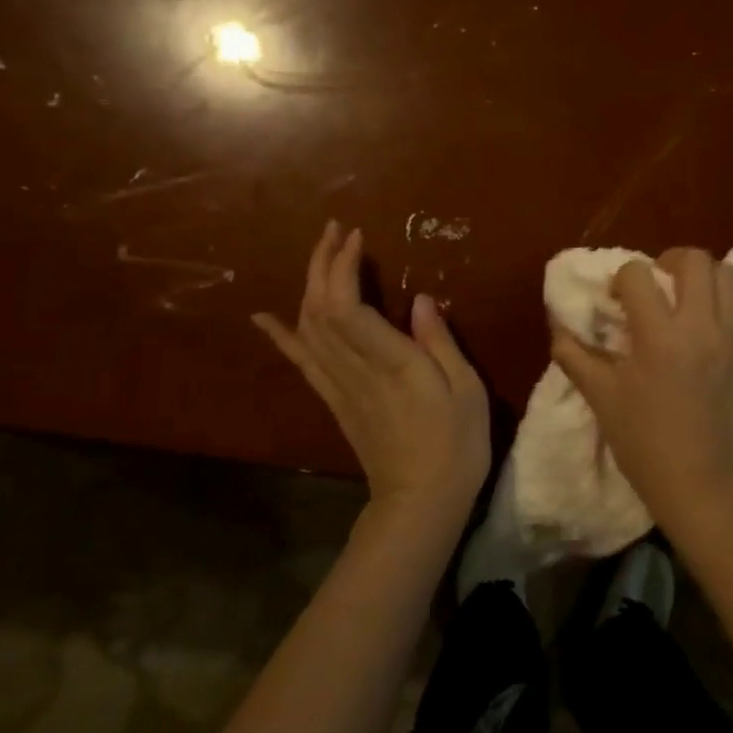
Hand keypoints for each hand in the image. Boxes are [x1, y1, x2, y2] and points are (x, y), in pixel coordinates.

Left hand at [256, 221, 489, 523]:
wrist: (420, 502)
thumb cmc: (456, 444)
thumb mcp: (466, 390)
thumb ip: (441, 343)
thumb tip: (421, 300)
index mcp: (392, 364)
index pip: (348, 307)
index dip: (344, 268)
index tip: (357, 237)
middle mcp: (355, 370)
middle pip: (320, 309)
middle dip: (323, 264)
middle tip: (335, 230)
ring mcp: (338, 386)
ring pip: (308, 327)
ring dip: (309, 285)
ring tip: (321, 253)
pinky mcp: (333, 399)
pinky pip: (301, 361)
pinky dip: (281, 335)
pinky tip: (265, 316)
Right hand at [551, 247, 732, 529]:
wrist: (699, 483)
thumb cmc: (643, 441)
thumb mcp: (600, 397)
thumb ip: (574, 356)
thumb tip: (558, 327)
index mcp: (658, 335)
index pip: (637, 273)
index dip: (622, 279)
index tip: (617, 299)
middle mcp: (700, 326)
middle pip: (694, 259)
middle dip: (669, 260)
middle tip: (658, 282)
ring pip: (728, 275)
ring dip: (705, 278)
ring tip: (690, 299)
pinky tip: (720, 322)